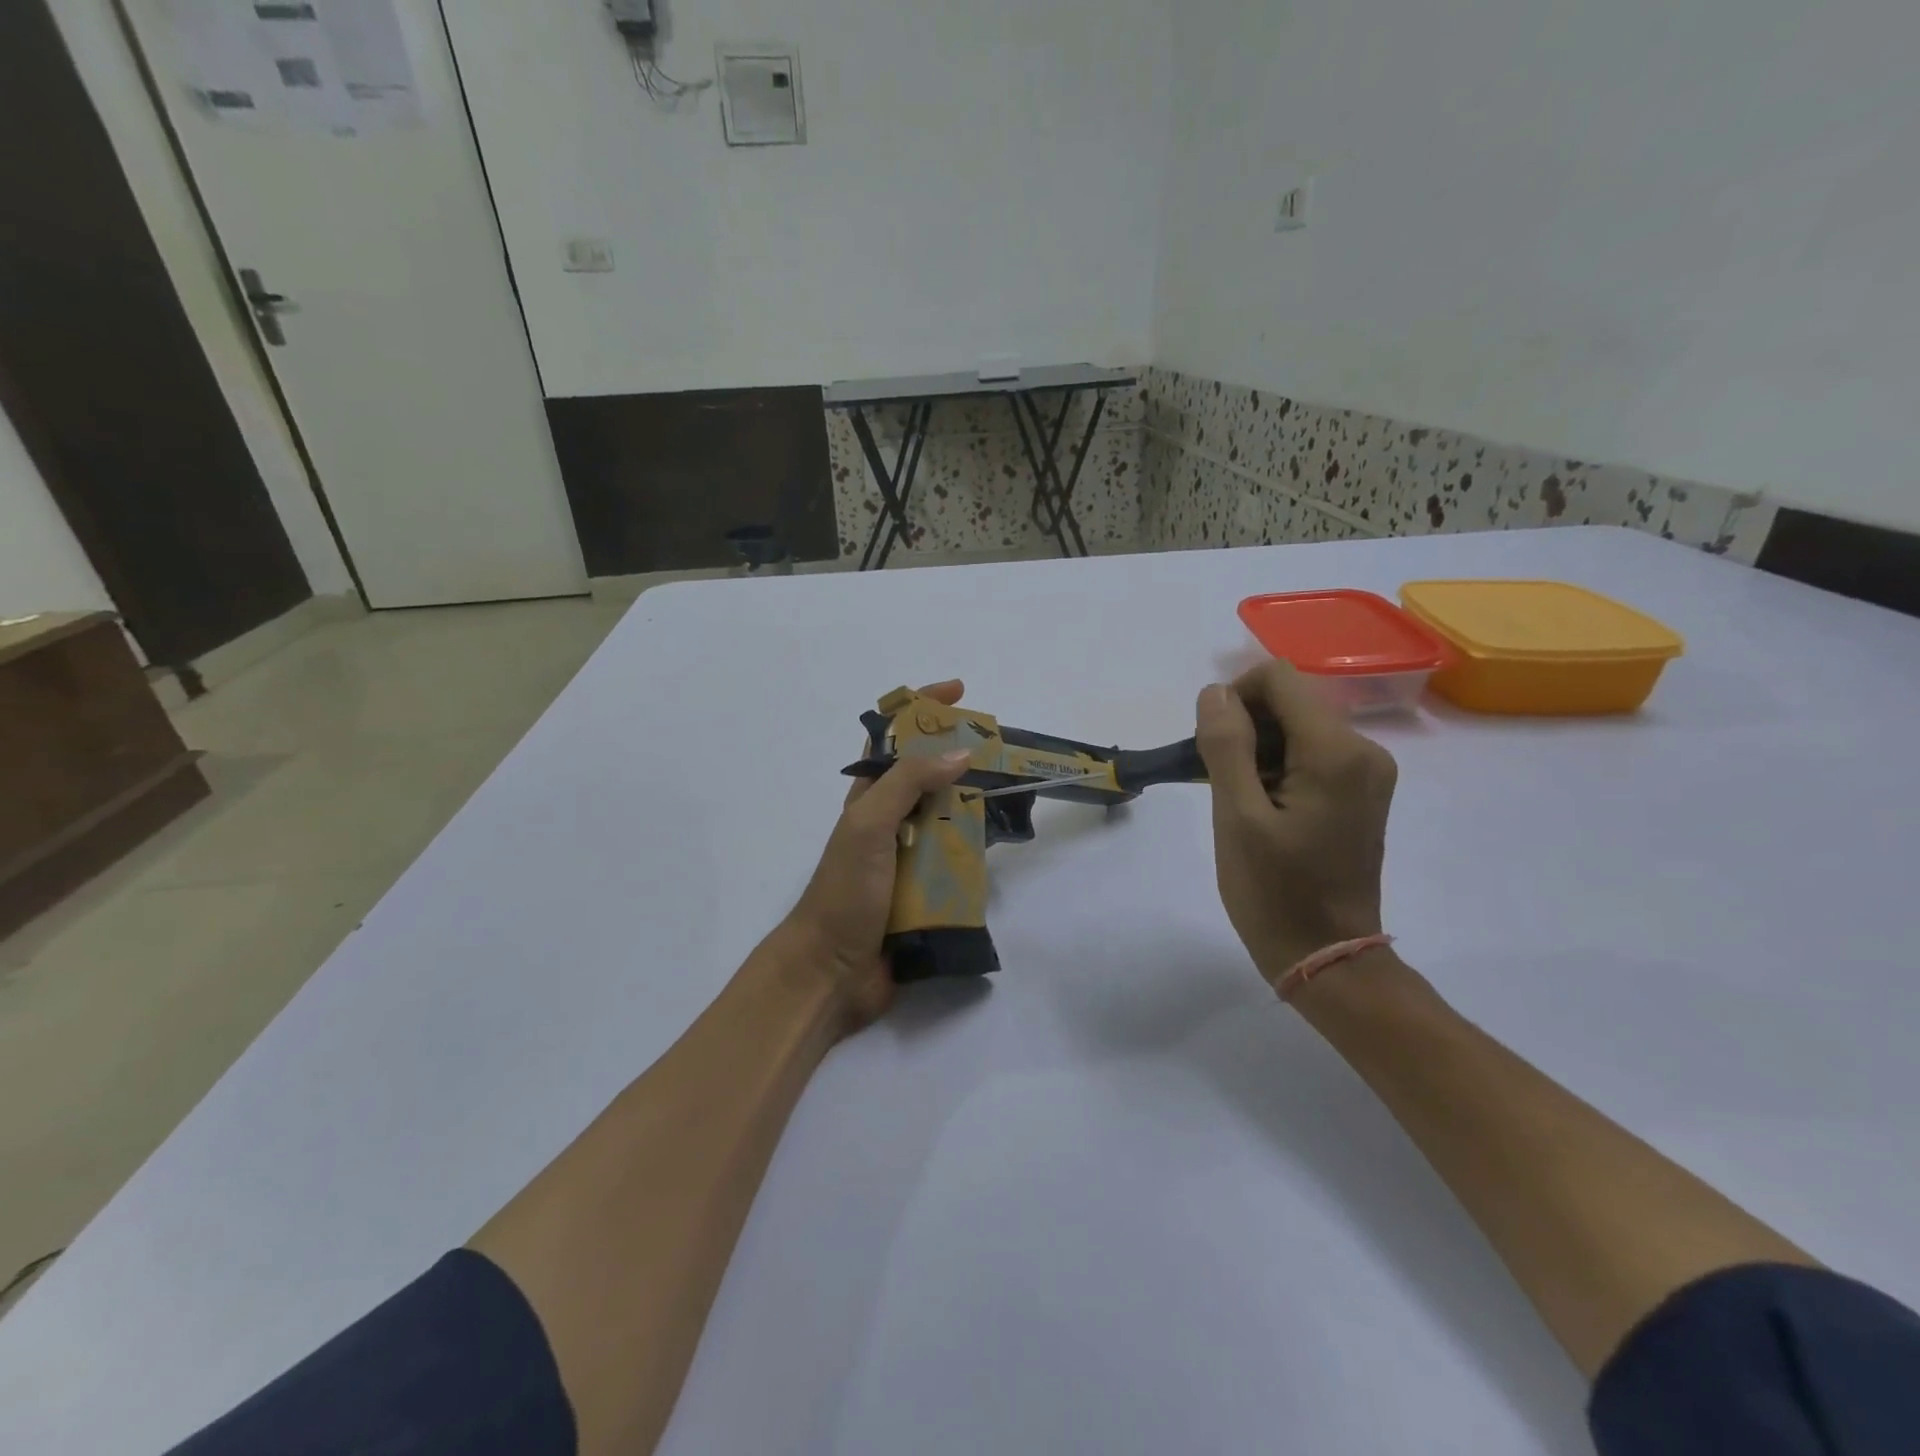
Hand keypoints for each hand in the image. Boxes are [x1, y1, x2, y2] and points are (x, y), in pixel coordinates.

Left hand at [778, 679, 971, 1031]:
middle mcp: (891, 820)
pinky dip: (977, 849)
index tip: (960, 691)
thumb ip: (909, 783)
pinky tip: (1002, 845)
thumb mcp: (869, 824)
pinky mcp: (926, 890)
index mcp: (870, 796)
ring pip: (950, 817)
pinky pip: (958, 860)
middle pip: (931, 775)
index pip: (896, 738)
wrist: (833, 971)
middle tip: (1002, 750)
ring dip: (975, 805)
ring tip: (1012, 795)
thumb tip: (960, 753)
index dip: (924, 709)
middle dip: (962, 758)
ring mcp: (909, 856)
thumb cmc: (844, 889)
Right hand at [1193, 662, 1397, 985]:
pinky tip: (1260, 805)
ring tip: (1235, 798)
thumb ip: (1226, 745)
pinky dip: (1277, 765)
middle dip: (1244, 725)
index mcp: (1336, 752)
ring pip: (1298, 726)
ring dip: (1257, 748)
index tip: (1211, 745)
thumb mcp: (1237, 817)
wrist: (1327, 956)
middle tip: (1216, 778)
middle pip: (1291, 700)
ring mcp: (1367, 772)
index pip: (1280, 679)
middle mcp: (1364, 750)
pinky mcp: (1361, 791)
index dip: (1235, 697)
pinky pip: (1311, 753)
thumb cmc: (1275, 891)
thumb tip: (1216, 692)